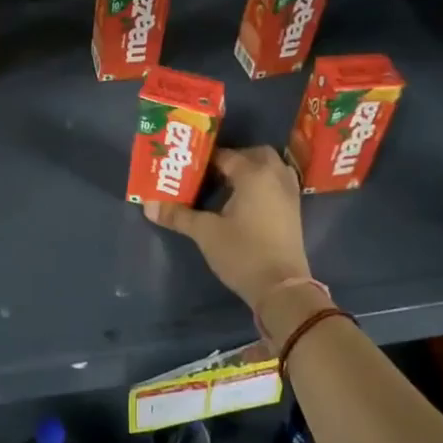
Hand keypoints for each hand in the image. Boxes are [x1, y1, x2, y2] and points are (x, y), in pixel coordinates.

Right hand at [144, 146, 311, 316]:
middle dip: (234, 159)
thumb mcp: (205, 233)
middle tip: (211, 173)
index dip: (204, 160)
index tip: (186, 168)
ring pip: (271, 168)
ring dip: (251, 170)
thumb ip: (178, 215)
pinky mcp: (294, 210)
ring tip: (228, 185)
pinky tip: (246, 201)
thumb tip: (148, 205)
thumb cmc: (242, 253)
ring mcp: (289, 193)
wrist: (281, 288)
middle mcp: (275, 176)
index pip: (225, 155)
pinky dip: (263, 184)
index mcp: (253, 173)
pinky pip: (278, 183)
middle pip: (255, 154)